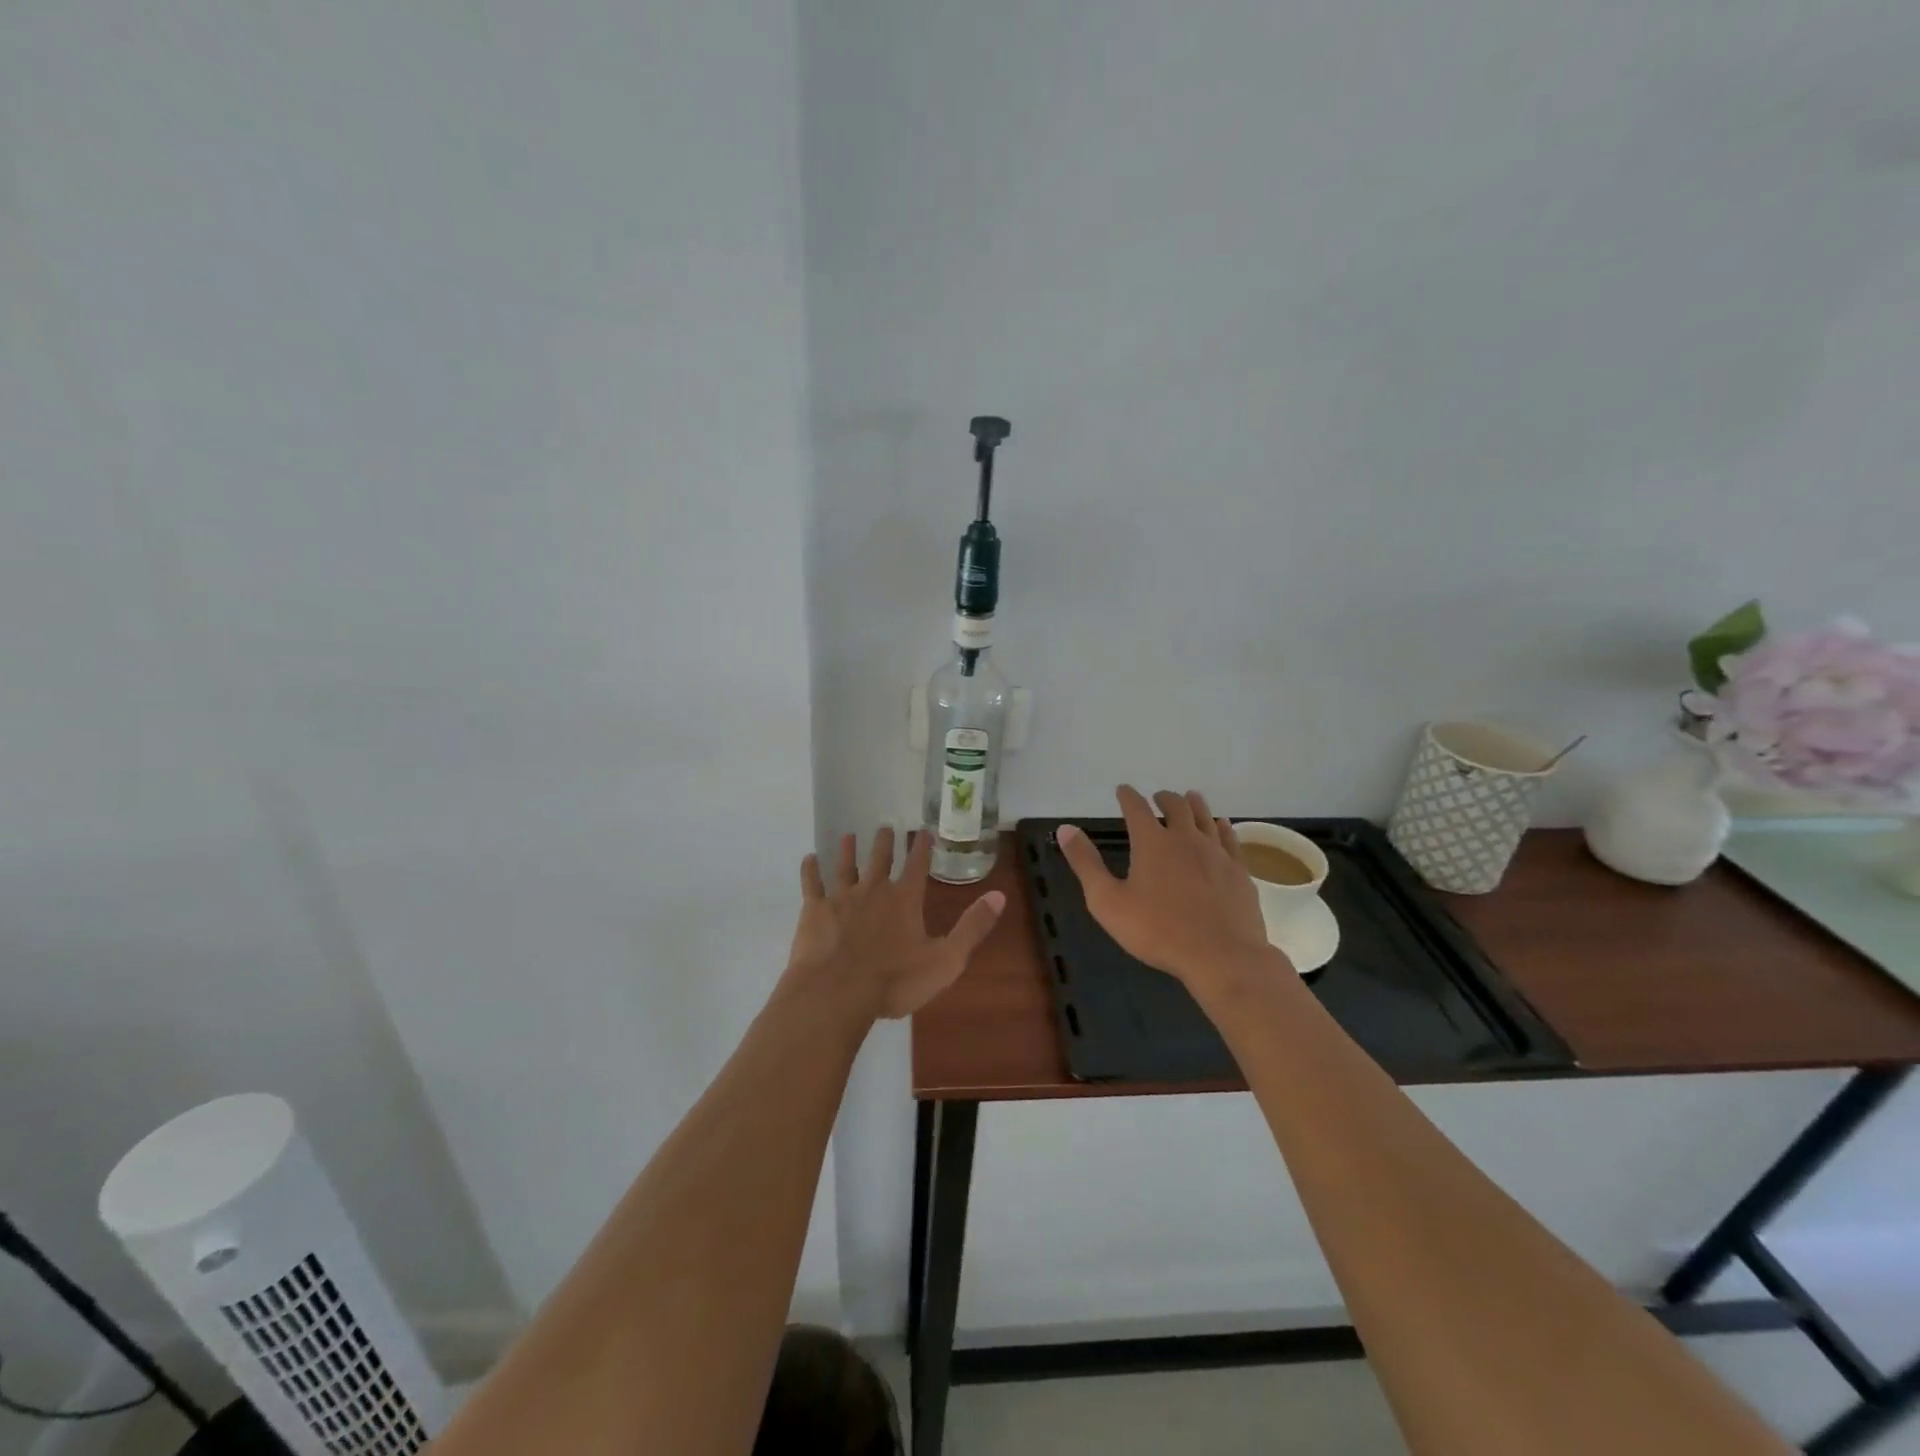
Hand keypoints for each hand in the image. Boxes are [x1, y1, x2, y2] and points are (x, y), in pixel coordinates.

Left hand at [784, 827, 1005, 1018]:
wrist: (837, 992)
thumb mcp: (946, 960)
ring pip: (845, 865)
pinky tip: (809, 859)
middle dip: (884, 842)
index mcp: (905, 900)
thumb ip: (972, 927)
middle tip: (885, 827)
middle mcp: (873, 890)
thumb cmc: (894, 980)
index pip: (916, 865)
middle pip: (879, 859)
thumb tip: (999, 896)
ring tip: (848, 835)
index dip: (921, 847)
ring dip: (848, 850)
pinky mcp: (814, 911)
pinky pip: (812, 884)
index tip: (922, 830)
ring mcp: (841, 898)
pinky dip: (811, 870)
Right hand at [1056, 786, 1275, 987]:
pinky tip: (1221, 825)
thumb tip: (1065, 829)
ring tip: (1190, 797)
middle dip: (1164, 798)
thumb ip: (1086, 863)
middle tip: (1158, 796)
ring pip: (1205, 817)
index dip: (1128, 797)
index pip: (1136, 808)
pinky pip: (1229, 838)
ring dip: (1194, 804)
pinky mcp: (1238, 871)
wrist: (1221, 956)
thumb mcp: (1108, 901)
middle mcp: (1185, 838)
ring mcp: (1216, 853)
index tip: (1122, 790)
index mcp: (1152, 842)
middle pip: (1176, 806)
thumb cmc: (1157, 931)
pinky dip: (1221, 826)